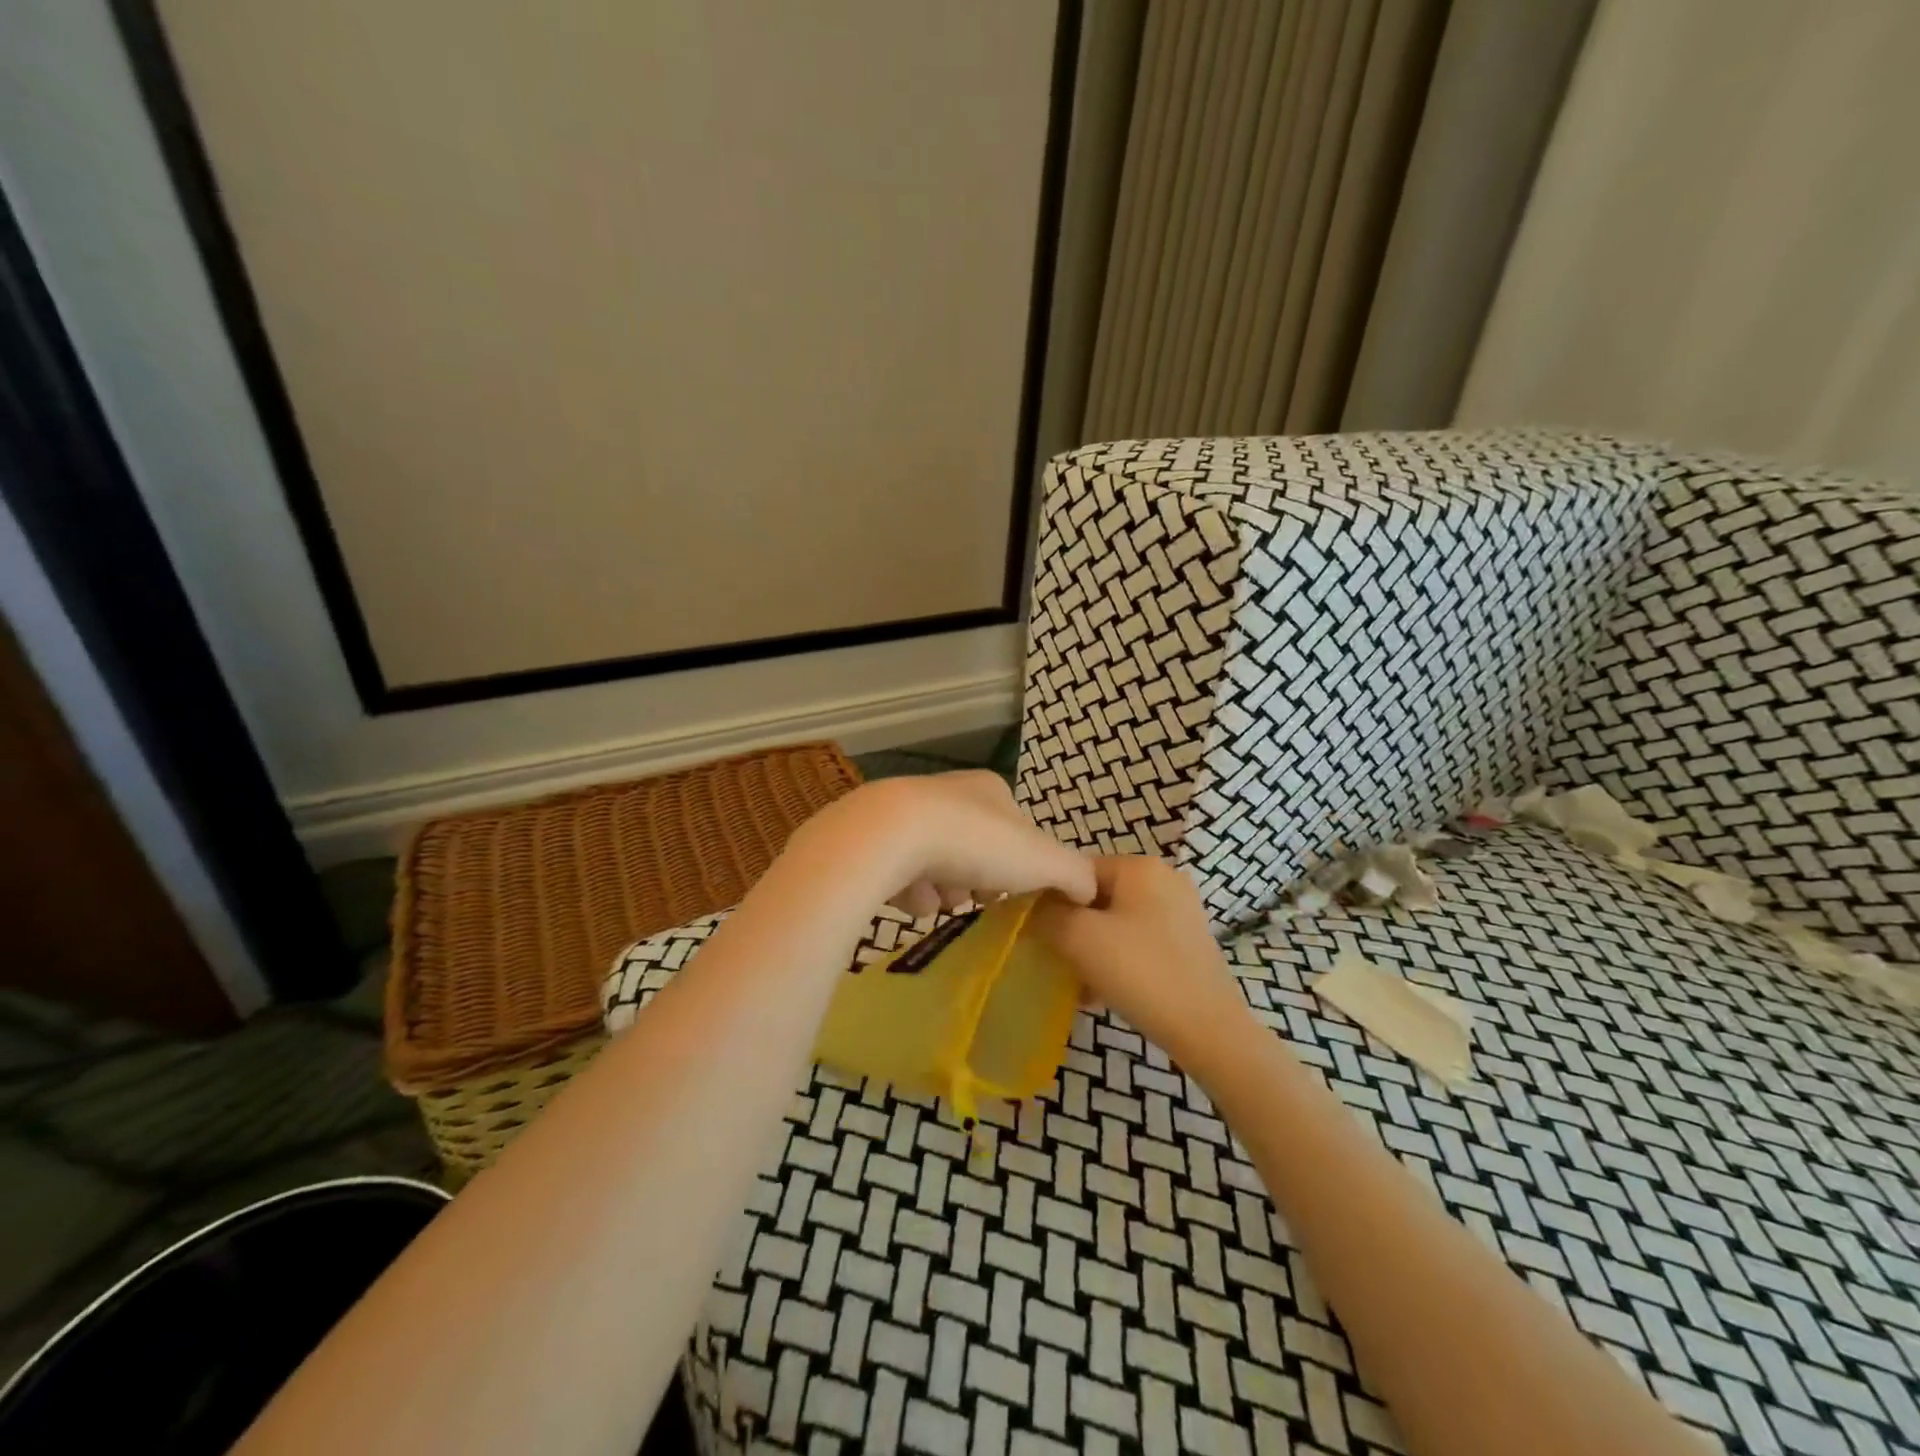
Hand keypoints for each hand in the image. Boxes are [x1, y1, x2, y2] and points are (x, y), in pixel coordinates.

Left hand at [786, 771, 1096, 919]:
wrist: (890, 836)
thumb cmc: (977, 841)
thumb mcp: (1044, 859)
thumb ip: (1074, 874)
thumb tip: (1089, 891)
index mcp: (989, 789)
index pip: (1016, 830)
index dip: (1022, 864)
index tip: (1018, 890)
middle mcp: (947, 794)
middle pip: (976, 849)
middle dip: (979, 879)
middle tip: (979, 899)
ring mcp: (906, 815)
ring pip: (938, 863)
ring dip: (945, 889)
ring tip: (940, 901)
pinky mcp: (874, 841)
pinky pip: (901, 875)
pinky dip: (910, 892)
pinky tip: (910, 899)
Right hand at [1029, 856, 1253, 1071]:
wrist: (1209, 1030)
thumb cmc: (1141, 972)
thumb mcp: (1079, 938)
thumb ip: (1046, 914)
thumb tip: (1032, 908)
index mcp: (1141, 866)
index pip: (1077, 870)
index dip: (1051, 900)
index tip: (1039, 934)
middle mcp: (1164, 879)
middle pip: (1097, 897)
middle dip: (1072, 929)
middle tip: (1057, 960)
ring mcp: (1180, 912)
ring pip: (1116, 923)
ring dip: (1092, 950)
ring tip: (1078, 984)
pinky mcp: (1188, 943)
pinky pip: (1138, 942)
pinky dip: (1117, 961)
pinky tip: (1102, 993)